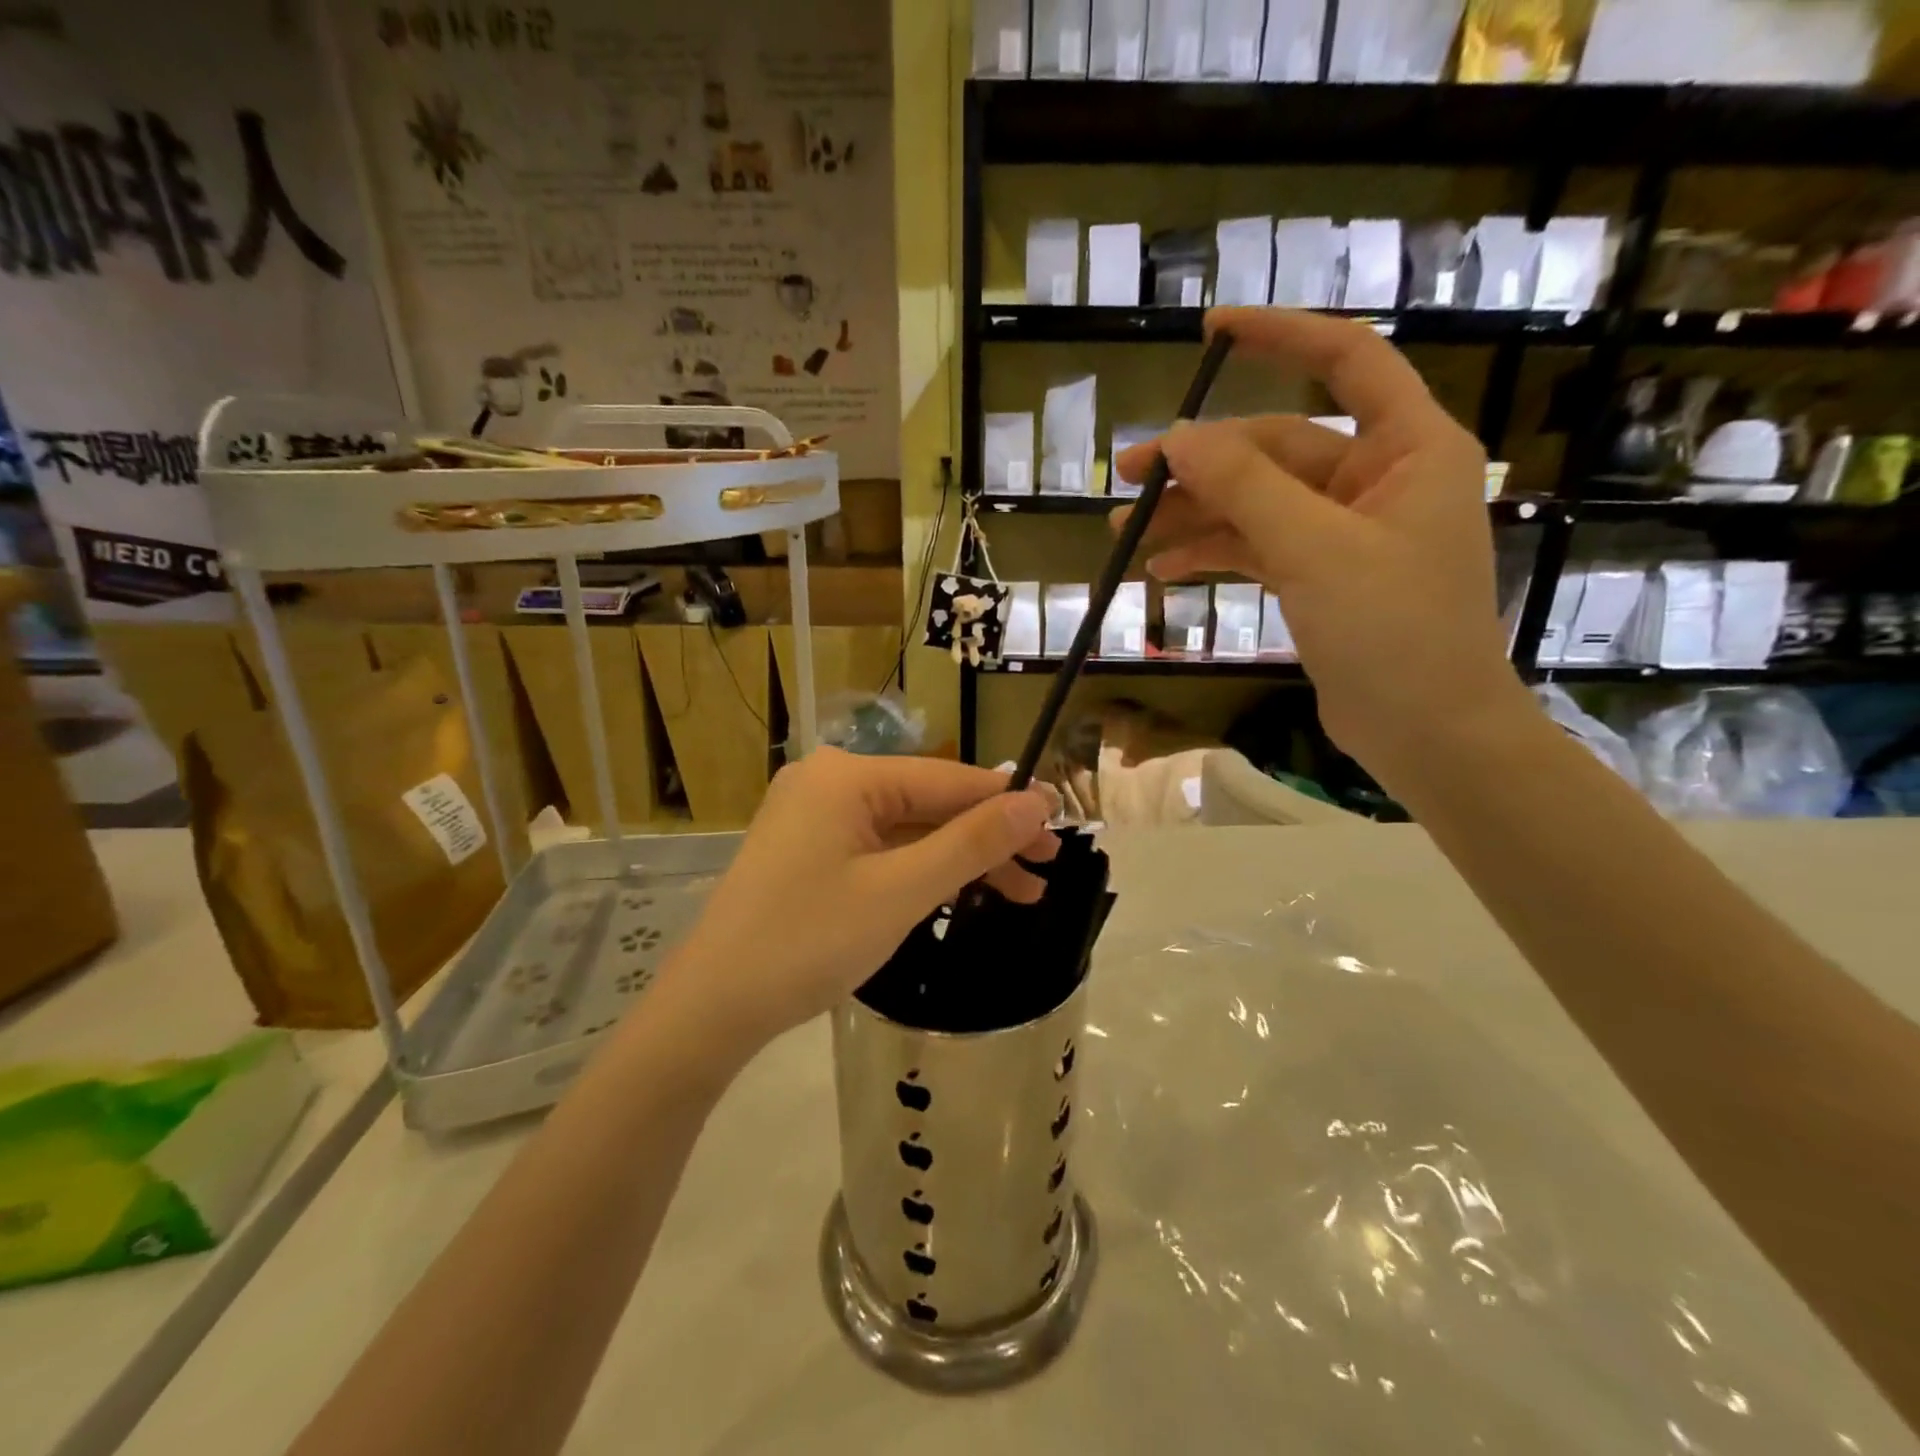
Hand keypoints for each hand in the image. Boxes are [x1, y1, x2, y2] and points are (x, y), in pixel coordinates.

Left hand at [656, 749, 1058, 1057]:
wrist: (712, 1007)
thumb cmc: (809, 942)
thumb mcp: (901, 892)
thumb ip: (972, 842)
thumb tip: (1037, 803)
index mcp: (847, 777)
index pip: (948, 779)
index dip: (1008, 802)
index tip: (1063, 823)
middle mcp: (829, 782)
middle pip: (929, 804)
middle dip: (988, 839)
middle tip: (1045, 871)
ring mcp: (815, 816)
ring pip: (907, 829)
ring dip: (960, 859)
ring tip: (1020, 893)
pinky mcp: (808, 849)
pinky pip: (880, 848)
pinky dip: (921, 870)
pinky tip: (960, 891)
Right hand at [1113, 307, 1533, 784]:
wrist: (1426, 732)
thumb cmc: (1394, 632)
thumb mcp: (1314, 549)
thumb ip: (1246, 487)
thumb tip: (1178, 437)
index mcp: (1408, 448)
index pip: (1346, 360)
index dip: (1280, 335)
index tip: (1210, 332)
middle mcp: (1378, 478)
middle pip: (1275, 450)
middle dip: (1200, 465)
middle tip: (1126, 479)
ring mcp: (1345, 531)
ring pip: (1257, 503)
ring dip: (1194, 515)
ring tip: (1123, 533)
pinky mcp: (1321, 575)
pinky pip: (1257, 547)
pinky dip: (1213, 553)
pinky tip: (1162, 568)